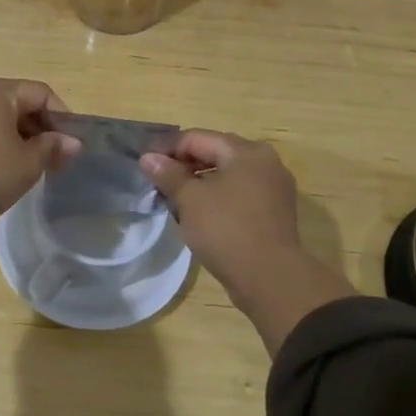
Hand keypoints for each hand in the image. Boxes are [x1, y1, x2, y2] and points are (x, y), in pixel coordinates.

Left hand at [0, 76, 80, 276]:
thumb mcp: (28, 163)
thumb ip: (52, 147)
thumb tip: (73, 142)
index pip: (40, 93)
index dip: (61, 117)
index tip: (70, 145)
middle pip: (16, 101)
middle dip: (39, 127)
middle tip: (54, 157)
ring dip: (17, 133)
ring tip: (30, 163)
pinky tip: (1, 163)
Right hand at [141, 130, 355, 355]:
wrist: (270, 277)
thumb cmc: (226, 229)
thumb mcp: (190, 199)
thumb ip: (168, 174)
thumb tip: (148, 158)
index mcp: (246, 151)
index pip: (197, 138)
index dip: (166, 148)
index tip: (143, 162)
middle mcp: (265, 162)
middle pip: (214, 153)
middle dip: (183, 164)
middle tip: (155, 180)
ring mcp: (273, 187)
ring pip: (226, 175)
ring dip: (198, 182)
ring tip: (173, 197)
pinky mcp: (273, 212)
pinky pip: (238, 194)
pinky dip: (216, 197)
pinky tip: (198, 213)